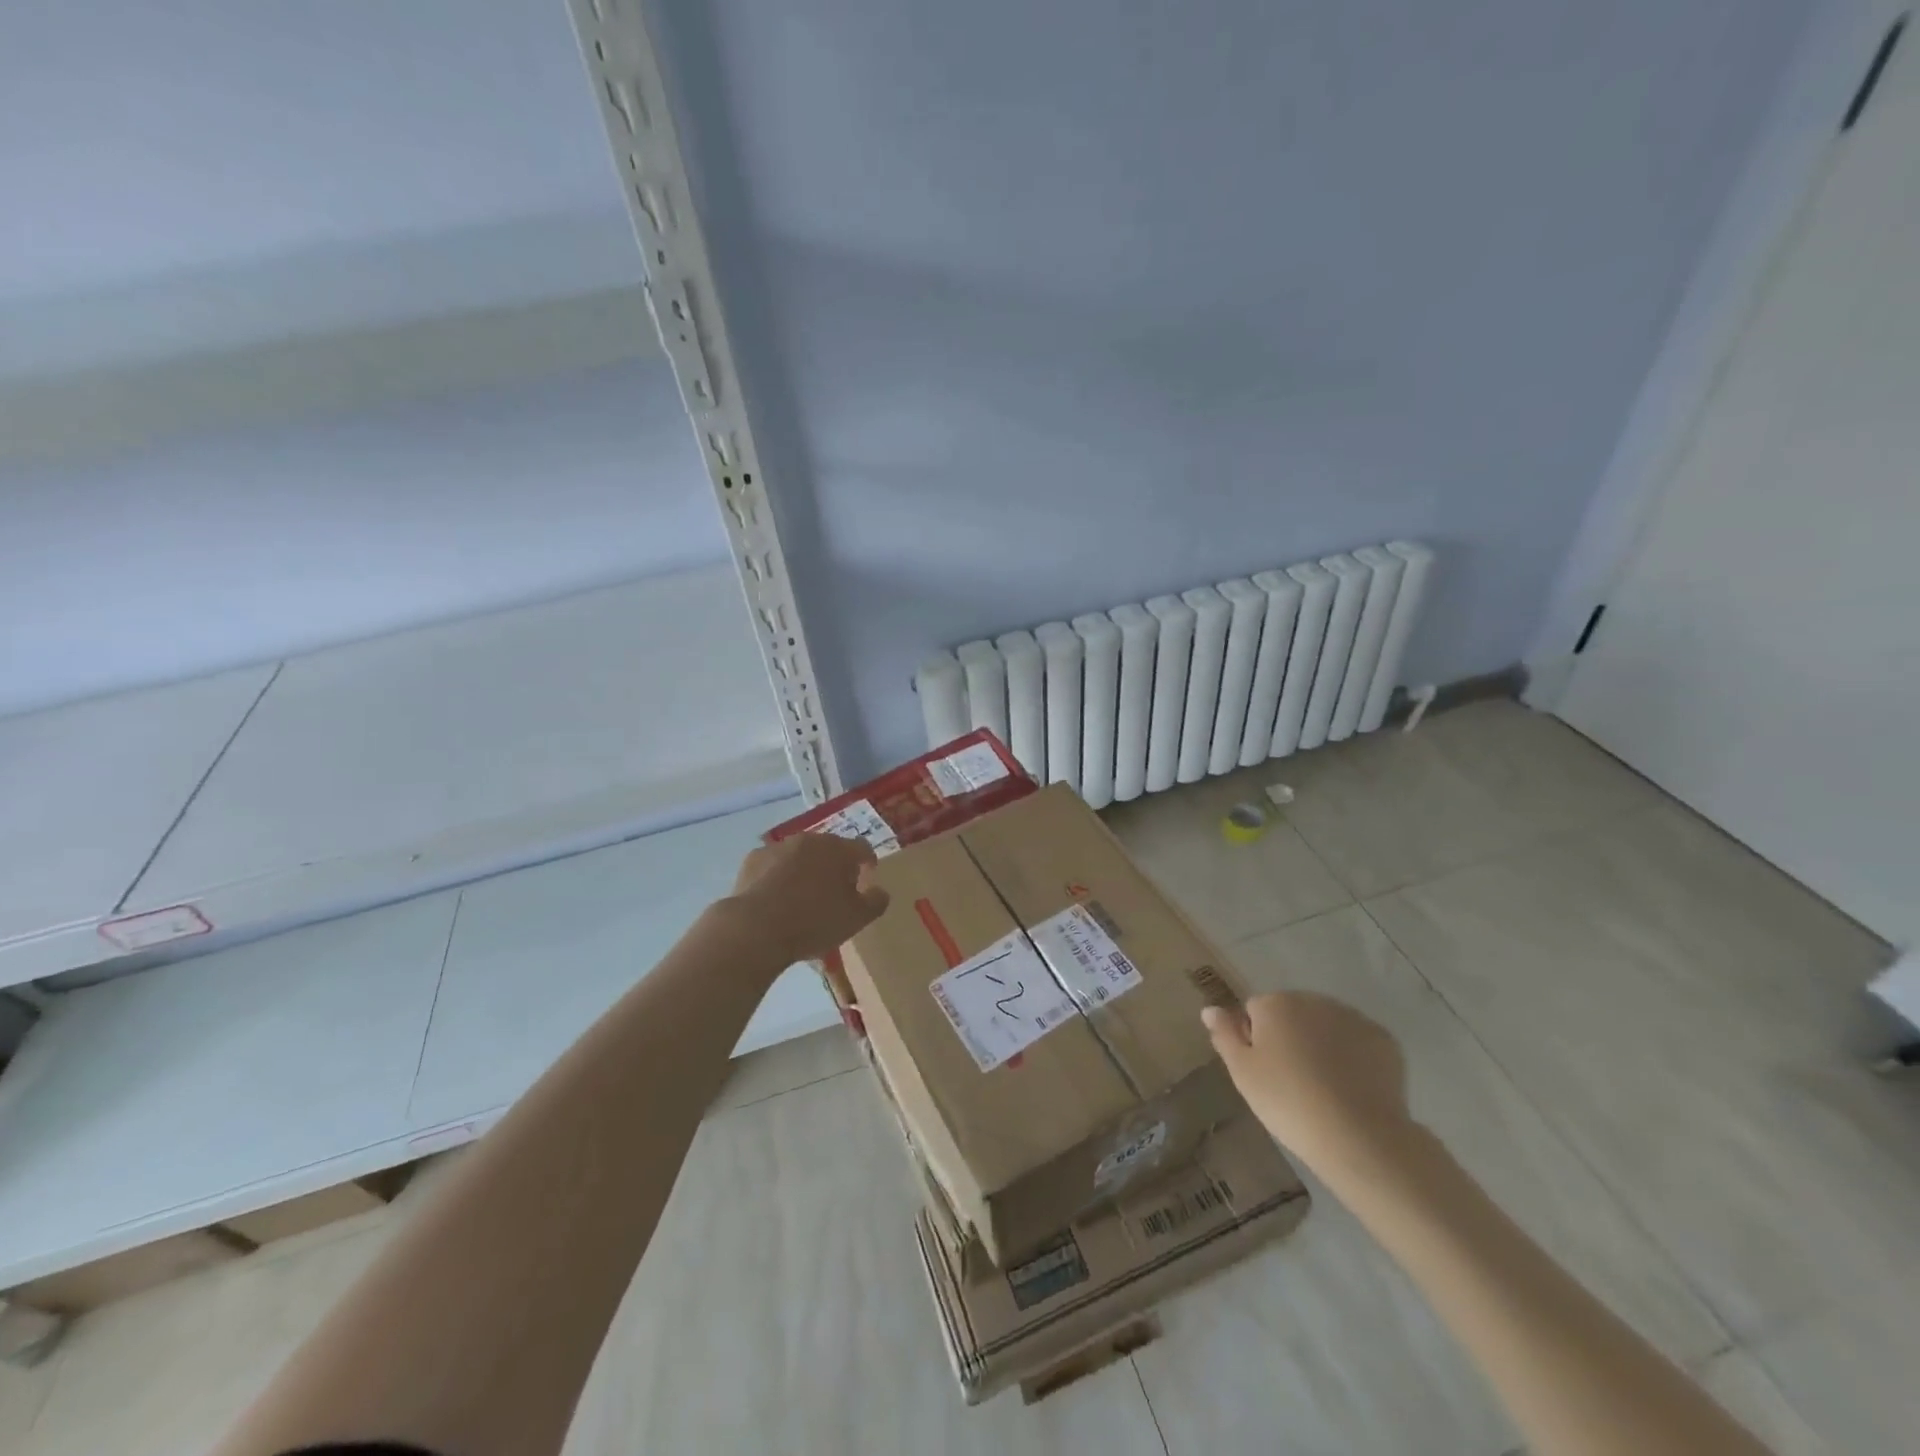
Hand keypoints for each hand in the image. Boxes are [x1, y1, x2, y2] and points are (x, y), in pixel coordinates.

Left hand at [728, 833, 890, 963]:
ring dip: (805, 869)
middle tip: (835, 893)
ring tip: (802, 898)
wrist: (756, 929)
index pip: (862, 848)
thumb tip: (880, 891)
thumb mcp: (856, 919)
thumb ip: (875, 902)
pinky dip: (778, 876)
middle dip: (835, 866)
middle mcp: (810, 840)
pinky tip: (775, 899)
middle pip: (830, 849)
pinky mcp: (753, 859)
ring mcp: (778, 847)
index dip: (867, 863)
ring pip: (800, 855)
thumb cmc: (814, 922)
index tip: (866, 880)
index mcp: (839, 849)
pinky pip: (773, 865)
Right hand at [1202, 992, 1416, 1179]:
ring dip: (1321, 1044)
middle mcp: (1313, 999)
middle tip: (1292, 1080)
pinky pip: (1357, 1041)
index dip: (1255, 1040)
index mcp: (1274, 1003)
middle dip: (1289, 1036)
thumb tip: (1210, 1009)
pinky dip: (1353, 1055)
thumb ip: (1224, 1035)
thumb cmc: (1289, 1102)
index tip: (1264, 1072)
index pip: (1254, 1011)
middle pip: (1291, 1013)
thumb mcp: (1243, 1073)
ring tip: (1324, 1087)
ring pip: (1325, 1025)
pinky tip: (1352, 1087)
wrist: (1360, 1137)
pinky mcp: (1384, 1039)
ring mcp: (1352, 1017)